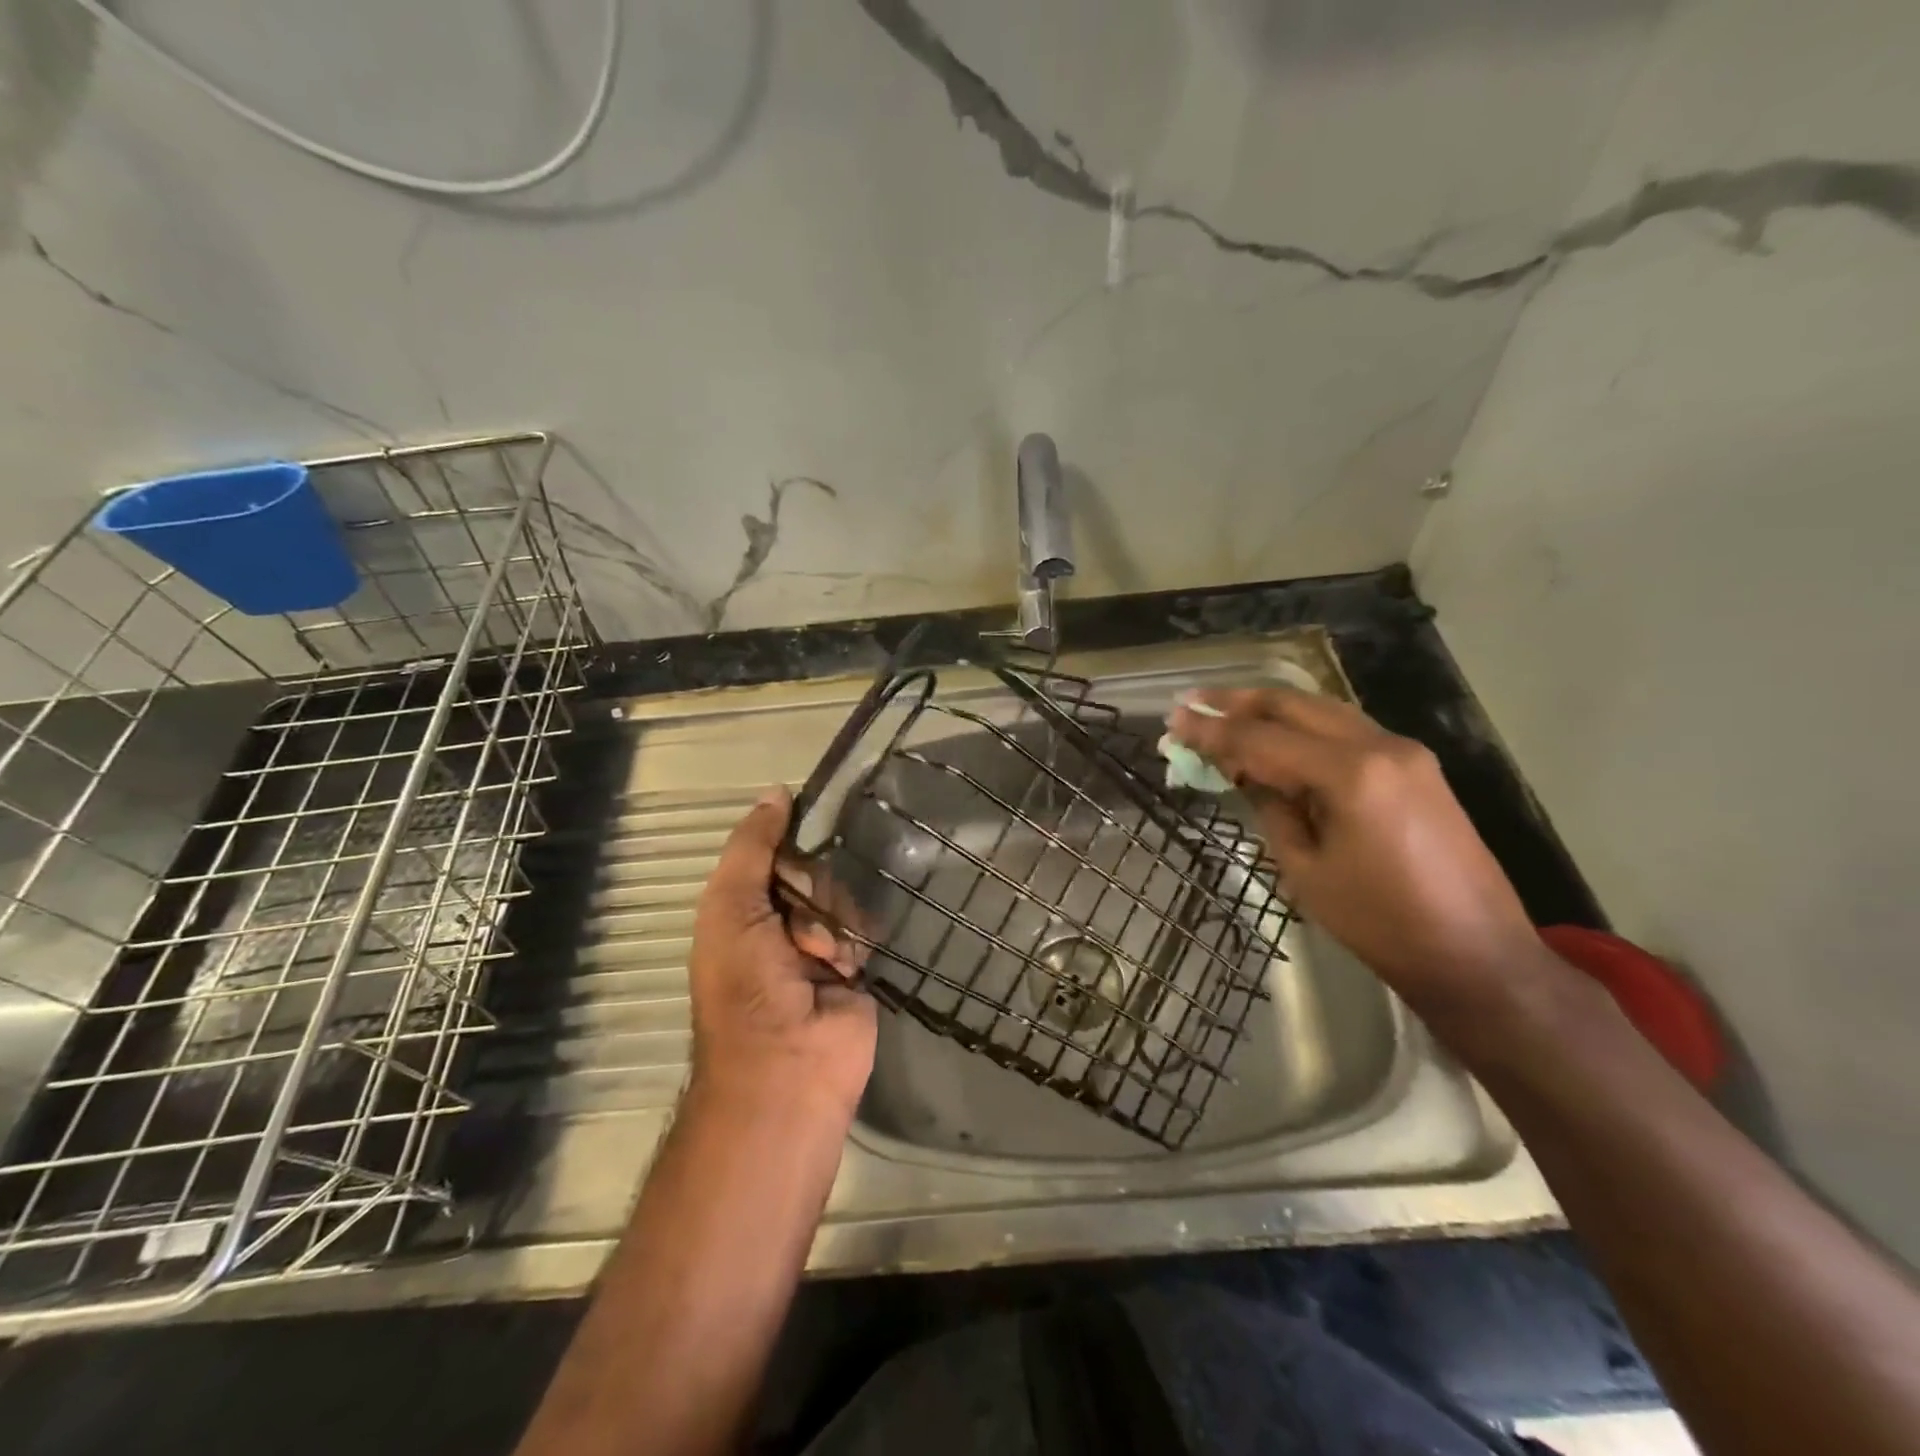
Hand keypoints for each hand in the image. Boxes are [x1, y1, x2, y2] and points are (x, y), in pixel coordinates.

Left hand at [688, 788, 876, 1121]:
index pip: (774, 850)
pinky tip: (846, 966)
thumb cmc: (745, 984)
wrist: (788, 1065)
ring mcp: (821, 943)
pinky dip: (857, 940)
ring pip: (843, 895)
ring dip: (833, 921)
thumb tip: (777, 791)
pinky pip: (866, 926)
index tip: (810, 828)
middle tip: (798, 927)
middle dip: (811, 890)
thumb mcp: (730, 906)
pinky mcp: (857, 964)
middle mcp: (780, 920)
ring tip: (823, 957)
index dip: (790, 841)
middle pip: (813, 870)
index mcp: (743, 907)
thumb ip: (751, 848)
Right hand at [1168, 688, 1558, 1021]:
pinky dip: (1304, 728)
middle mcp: (1381, 745)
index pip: (1263, 739)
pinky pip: (1346, 731)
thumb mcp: (1304, 869)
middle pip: (1294, 705)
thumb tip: (1246, 774)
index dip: (1212, 731)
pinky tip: (1276, 738)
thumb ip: (1271, 808)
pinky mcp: (1416, 767)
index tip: (1173, 721)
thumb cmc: (1380, 923)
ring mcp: (1405, 752)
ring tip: (1224, 712)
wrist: (1476, 955)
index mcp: (1350, 773)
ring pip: (1322, 711)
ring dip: (1271, 710)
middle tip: (1192, 702)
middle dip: (1239, 702)